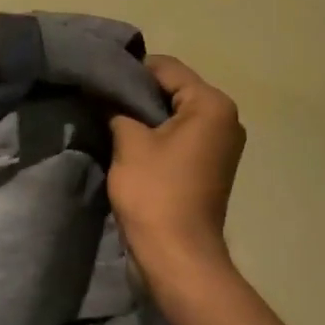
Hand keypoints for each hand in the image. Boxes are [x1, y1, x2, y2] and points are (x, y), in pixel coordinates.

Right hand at [107, 55, 245, 284]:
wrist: (177, 256)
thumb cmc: (155, 192)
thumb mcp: (129, 142)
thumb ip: (117, 108)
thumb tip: (105, 92)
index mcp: (211, 104)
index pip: (165, 67)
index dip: (129, 71)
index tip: (99, 81)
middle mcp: (225, 117)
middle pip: (173, 88)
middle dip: (137, 94)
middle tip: (101, 100)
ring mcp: (222, 143)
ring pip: (175, 113)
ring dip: (145, 117)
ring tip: (111, 121)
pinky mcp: (211, 165)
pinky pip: (181, 136)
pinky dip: (158, 136)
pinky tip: (130, 144)